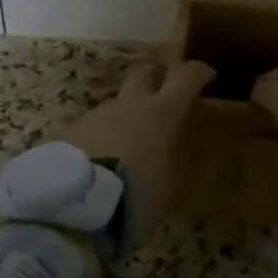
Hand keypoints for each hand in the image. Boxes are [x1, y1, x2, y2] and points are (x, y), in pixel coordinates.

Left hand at [63, 60, 214, 246]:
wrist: (75, 205)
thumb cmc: (135, 197)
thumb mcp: (168, 192)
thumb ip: (171, 169)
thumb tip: (170, 163)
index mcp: (162, 114)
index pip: (186, 77)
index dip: (198, 72)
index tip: (206, 75)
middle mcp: (130, 105)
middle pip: (144, 73)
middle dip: (155, 77)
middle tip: (163, 92)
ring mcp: (97, 115)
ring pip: (116, 103)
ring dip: (125, 115)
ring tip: (127, 144)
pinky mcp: (71, 131)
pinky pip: (93, 127)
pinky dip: (101, 137)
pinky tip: (99, 160)